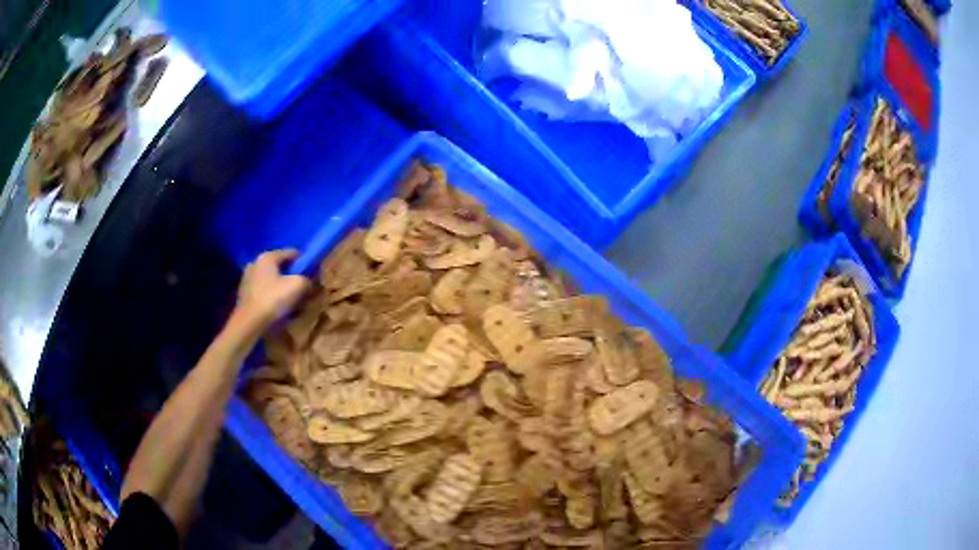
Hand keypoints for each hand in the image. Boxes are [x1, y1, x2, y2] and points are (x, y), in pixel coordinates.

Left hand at [235, 249, 311, 328]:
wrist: (249, 323)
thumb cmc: (273, 299)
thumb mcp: (298, 286)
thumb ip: (307, 280)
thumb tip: (309, 282)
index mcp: (267, 257)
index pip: (291, 253)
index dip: (304, 263)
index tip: (312, 276)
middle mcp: (255, 263)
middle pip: (280, 267)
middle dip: (291, 276)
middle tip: (302, 290)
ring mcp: (247, 278)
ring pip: (271, 279)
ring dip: (281, 287)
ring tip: (290, 301)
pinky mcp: (244, 293)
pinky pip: (263, 290)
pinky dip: (271, 296)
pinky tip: (277, 308)